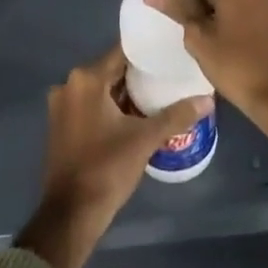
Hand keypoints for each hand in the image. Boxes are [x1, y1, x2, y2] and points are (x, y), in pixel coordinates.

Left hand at [14, 45, 211, 267]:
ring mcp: (61, 106)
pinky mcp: (60, 125)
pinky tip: (135, 116)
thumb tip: (208, 99)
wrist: (70, 215)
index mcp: (87, 79)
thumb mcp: (145, 140)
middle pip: (111, 70)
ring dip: (124, 93)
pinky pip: (90, 105)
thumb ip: (176, 115)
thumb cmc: (107, 169)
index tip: (169, 52)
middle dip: (138, 74)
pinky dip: (110, 107)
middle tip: (169, 75)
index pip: (122, 52)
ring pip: (101, 89)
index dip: (147, 52)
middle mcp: (69, 84)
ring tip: (157, 94)